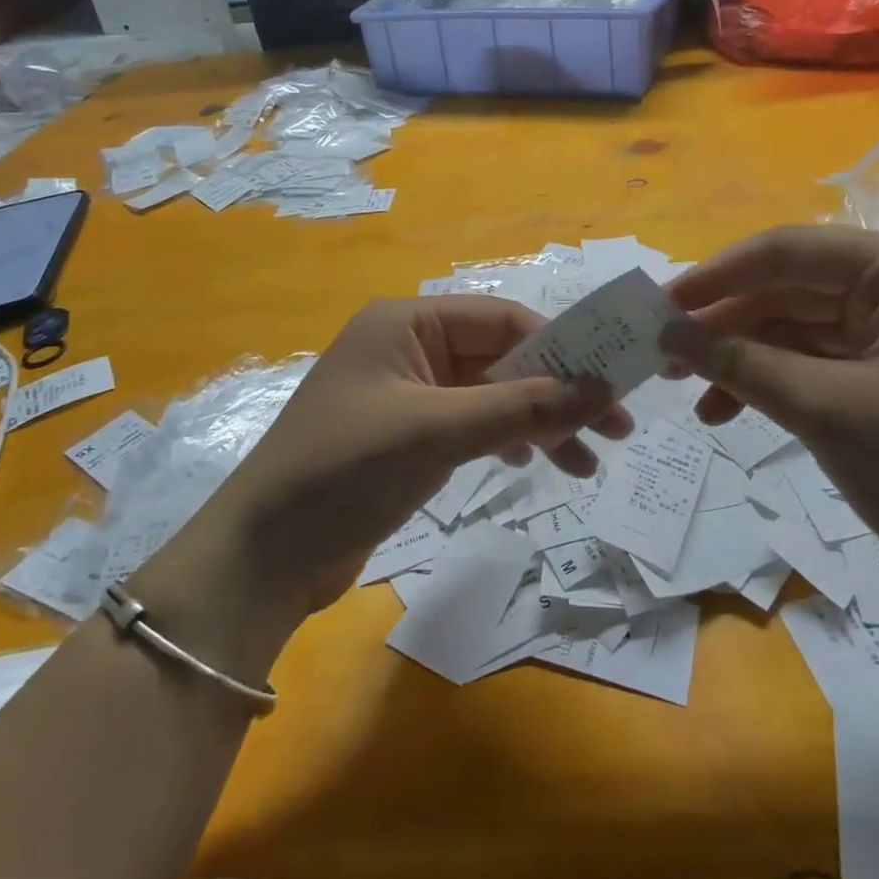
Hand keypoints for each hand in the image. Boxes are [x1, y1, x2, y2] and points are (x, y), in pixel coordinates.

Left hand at [135, 296, 628, 660]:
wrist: (262, 558)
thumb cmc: (344, 471)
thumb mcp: (437, 432)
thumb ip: (521, 406)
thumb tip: (601, 387)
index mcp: (407, 323)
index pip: (502, 320)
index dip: (560, 349)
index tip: (611, 383)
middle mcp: (410, 348)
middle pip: (502, 359)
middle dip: (557, 392)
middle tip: (616, 428)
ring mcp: (408, 394)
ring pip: (492, 396)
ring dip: (539, 422)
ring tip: (588, 462)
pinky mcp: (407, 437)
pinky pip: (472, 425)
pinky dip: (507, 440)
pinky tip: (535, 462)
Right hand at [662, 226, 878, 621]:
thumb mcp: (827, 414)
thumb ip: (741, 364)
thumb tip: (666, 333)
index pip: (792, 251)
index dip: (718, 276)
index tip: (658, 305)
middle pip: (790, 287)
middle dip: (726, 322)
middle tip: (662, 355)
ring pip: (796, 324)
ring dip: (742, 355)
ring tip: (687, 390)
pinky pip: (817, 357)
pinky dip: (773, 379)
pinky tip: (727, 410)